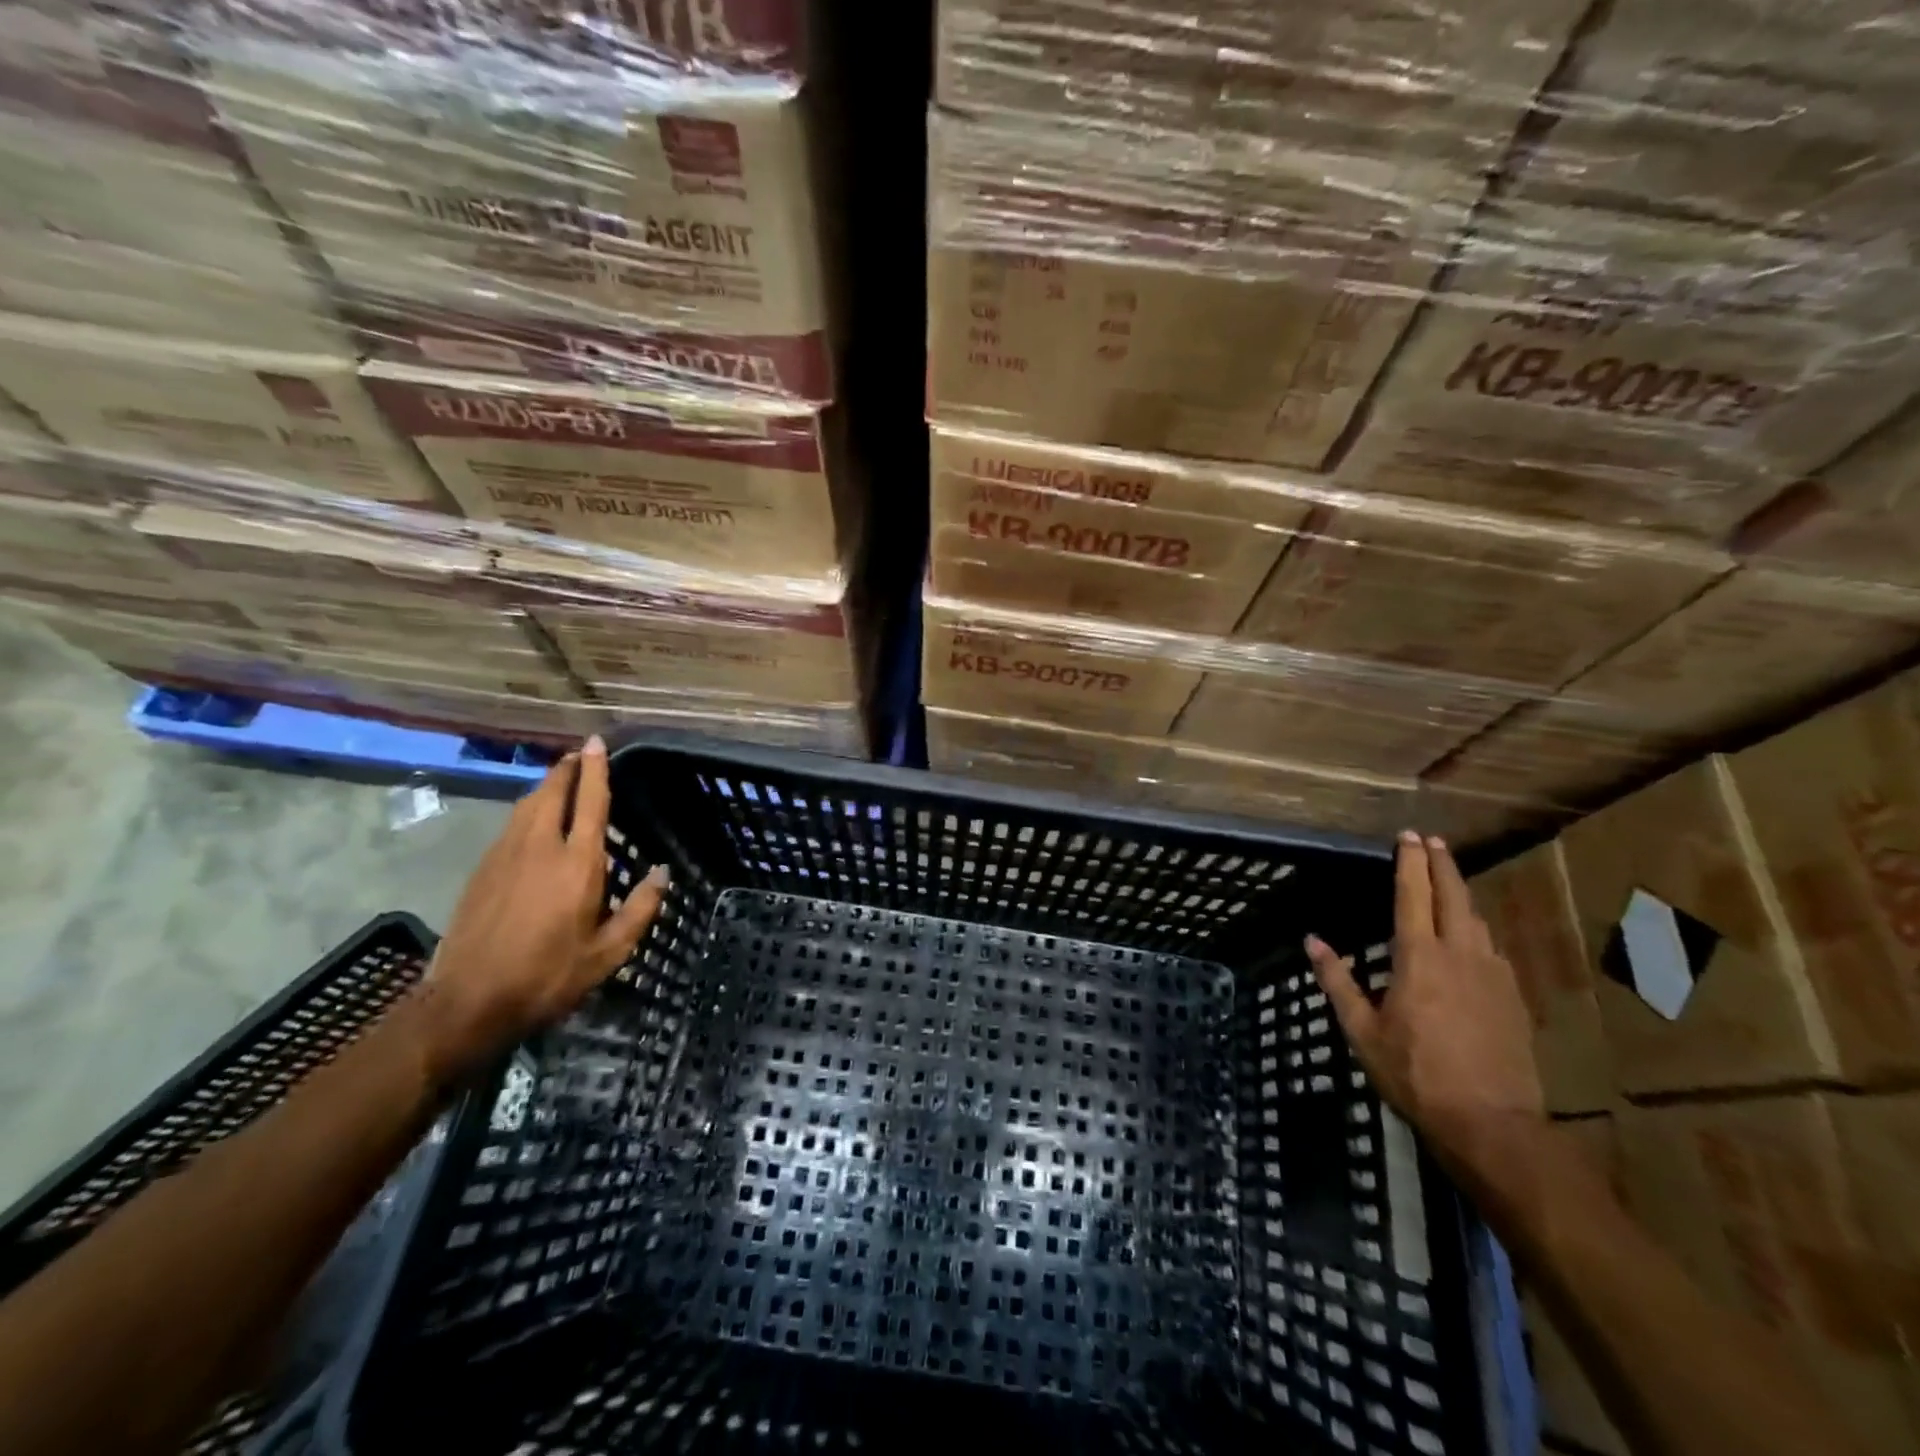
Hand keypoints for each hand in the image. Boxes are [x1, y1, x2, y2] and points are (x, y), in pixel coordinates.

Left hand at [416, 736, 667, 1079]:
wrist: (467, 1002)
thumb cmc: (548, 976)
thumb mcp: (608, 953)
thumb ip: (639, 909)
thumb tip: (661, 873)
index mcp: (577, 865)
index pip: (591, 802)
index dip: (596, 769)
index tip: (597, 742)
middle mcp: (540, 848)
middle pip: (553, 792)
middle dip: (567, 769)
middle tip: (579, 754)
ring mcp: (504, 856)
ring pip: (527, 805)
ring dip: (546, 786)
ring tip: (560, 780)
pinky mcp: (482, 870)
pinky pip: (510, 825)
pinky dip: (528, 810)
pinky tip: (533, 821)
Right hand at [1306, 831, 1544, 1179]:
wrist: (1493, 1123)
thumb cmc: (1415, 1074)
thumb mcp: (1362, 1031)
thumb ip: (1338, 981)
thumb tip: (1313, 941)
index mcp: (1419, 958)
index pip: (1413, 895)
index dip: (1410, 863)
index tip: (1408, 836)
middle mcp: (1460, 954)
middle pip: (1454, 896)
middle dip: (1443, 864)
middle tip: (1433, 841)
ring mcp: (1493, 975)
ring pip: (1477, 920)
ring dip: (1461, 894)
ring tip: (1449, 883)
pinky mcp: (1513, 997)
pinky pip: (1491, 949)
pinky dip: (1476, 929)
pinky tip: (1471, 939)